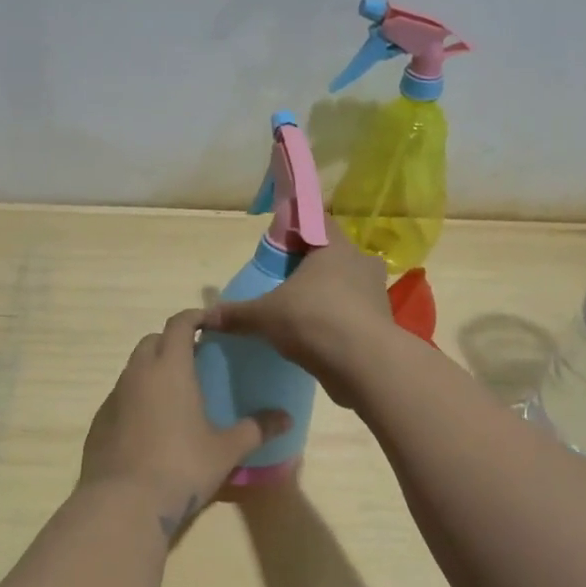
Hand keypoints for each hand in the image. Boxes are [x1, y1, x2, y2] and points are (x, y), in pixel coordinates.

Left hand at [79, 310, 290, 538]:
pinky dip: (137, 397)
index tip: (211, 322)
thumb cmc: (181, 467)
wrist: (122, 503)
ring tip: (175, 393)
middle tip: (196, 357)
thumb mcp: (226, 450)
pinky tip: (151, 424)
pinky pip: (121, 396)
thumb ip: (256, 429)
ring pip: (134, 368)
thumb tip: (286, 418)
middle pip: (153, 340)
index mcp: (171, 368)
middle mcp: (138, 373)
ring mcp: (114, 397)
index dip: (195, 317)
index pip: (179, 324)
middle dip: (172, 340)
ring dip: (153, 369)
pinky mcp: (99, 422)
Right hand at [201, 218, 395, 402]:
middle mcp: (361, 264)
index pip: (317, 222)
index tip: (280, 245)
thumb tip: (204, 317)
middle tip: (287, 282)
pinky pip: (355, 315)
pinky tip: (318, 338)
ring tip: (301, 313)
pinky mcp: (381, 325)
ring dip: (328, 296)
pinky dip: (338, 322)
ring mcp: (376, 295)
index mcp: (335, 248)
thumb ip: (236, 314)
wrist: (363, 364)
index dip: (297, 229)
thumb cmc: (313, 320)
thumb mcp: (265, 316)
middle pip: (334, 256)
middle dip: (312, 267)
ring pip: (348, 287)